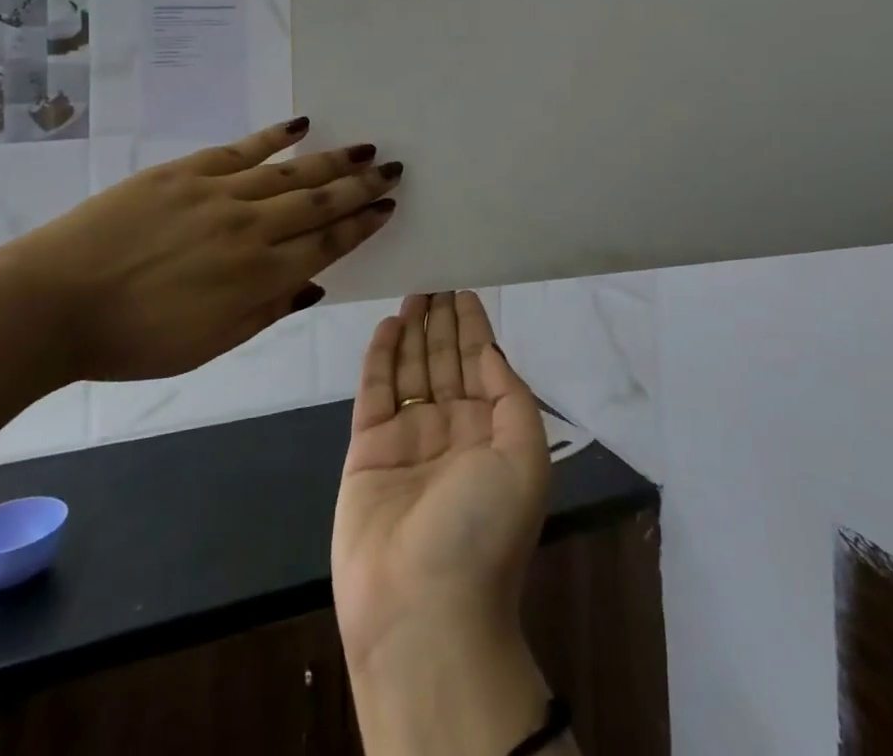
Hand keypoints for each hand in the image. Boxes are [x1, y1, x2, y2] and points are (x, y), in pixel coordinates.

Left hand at [0, 119, 402, 381]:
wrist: (52, 303)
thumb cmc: (132, 340)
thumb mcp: (208, 345)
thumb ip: (267, 312)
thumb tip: (314, 284)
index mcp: (258, 278)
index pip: (327, 244)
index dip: (361, 225)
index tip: (387, 207)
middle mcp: (250, 230)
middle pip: (319, 202)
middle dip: (361, 186)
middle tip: (392, 168)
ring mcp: (219, 194)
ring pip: (290, 173)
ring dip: (332, 160)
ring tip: (365, 147)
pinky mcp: (186, 171)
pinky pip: (242, 149)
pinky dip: (274, 136)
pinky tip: (301, 125)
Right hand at [332, 291, 549, 663]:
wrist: (423, 610)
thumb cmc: (483, 528)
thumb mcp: (524, 457)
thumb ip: (509, 397)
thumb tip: (489, 351)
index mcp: (490, 432)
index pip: (480, 364)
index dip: (473, 327)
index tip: (463, 291)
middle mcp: (451, 429)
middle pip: (444, 360)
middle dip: (441, 322)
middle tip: (433, 281)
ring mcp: (408, 438)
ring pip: (410, 369)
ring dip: (412, 331)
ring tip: (412, 294)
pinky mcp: (368, 448)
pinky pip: (375, 391)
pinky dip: (381, 357)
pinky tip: (387, 326)